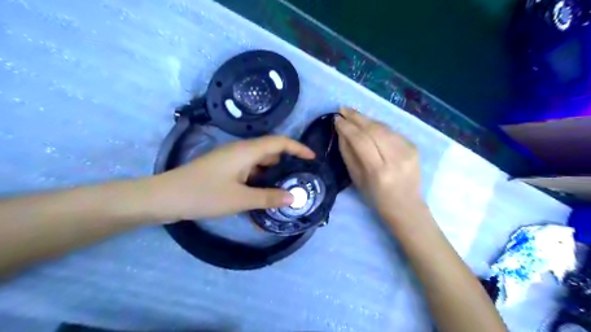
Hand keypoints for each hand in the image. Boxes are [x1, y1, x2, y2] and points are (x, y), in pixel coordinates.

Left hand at [145, 137, 315, 221]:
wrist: (164, 198)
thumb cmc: (204, 195)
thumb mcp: (240, 199)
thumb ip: (268, 198)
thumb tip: (294, 198)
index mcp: (246, 151)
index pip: (279, 142)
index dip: (298, 148)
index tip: (312, 158)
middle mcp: (240, 151)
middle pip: (270, 151)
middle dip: (288, 162)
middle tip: (301, 178)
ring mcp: (231, 161)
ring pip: (259, 163)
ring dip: (273, 174)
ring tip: (287, 188)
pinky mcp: (224, 170)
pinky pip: (248, 172)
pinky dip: (259, 181)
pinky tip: (264, 195)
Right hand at [336, 107, 423, 221]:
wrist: (406, 206)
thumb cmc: (376, 197)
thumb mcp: (356, 179)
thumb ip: (348, 153)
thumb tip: (341, 132)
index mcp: (378, 171)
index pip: (361, 140)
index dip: (347, 127)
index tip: (336, 118)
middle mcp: (395, 158)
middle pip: (374, 129)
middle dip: (356, 117)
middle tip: (343, 109)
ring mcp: (408, 151)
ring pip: (384, 127)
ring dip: (367, 119)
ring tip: (353, 114)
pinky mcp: (414, 147)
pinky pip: (392, 131)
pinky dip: (378, 126)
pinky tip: (369, 124)